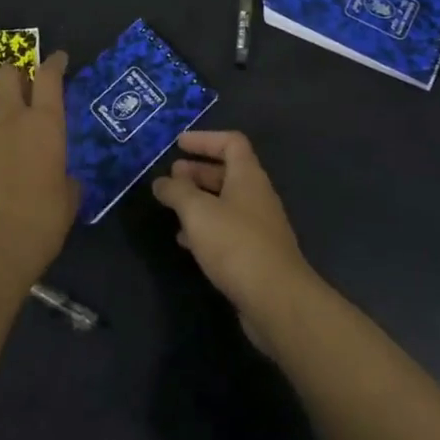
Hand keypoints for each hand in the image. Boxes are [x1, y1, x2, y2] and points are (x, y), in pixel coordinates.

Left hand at [0, 52, 77, 285]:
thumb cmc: (44, 218)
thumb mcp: (69, 196)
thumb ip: (66, 176)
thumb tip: (63, 177)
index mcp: (45, 122)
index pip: (49, 76)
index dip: (54, 62)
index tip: (59, 59)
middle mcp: (12, 118)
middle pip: (7, 74)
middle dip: (15, 72)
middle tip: (23, 84)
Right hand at [153, 130, 315, 350]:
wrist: (276, 300)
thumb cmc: (236, 244)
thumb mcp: (198, 212)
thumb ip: (177, 192)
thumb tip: (162, 182)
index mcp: (248, 177)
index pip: (231, 142)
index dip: (205, 139)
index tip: (178, 145)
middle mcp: (257, 196)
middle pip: (228, 172)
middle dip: (198, 171)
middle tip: (171, 176)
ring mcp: (259, 227)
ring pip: (225, 203)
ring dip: (199, 200)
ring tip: (173, 206)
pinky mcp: (255, 255)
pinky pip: (227, 230)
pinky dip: (205, 228)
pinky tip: (185, 241)